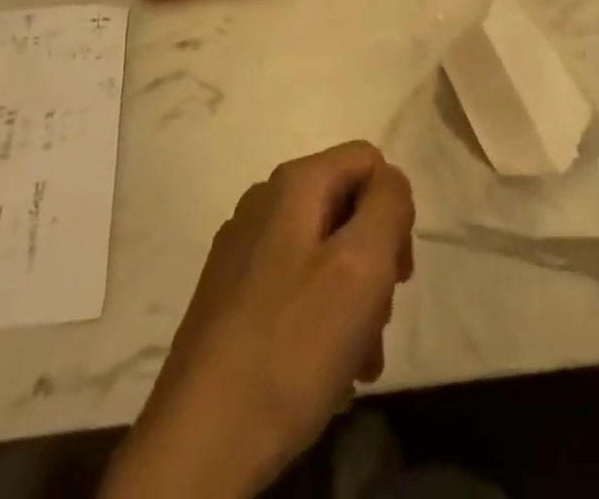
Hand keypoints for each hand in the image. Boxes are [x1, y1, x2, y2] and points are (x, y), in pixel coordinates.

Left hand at [101, 141, 414, 498]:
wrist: (201, 437)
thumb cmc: (292, 344)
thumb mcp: (361, 266)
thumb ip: (388, 206)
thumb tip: (390, 182)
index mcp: (294, 183)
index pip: (368, 161)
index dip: (394, 211)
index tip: (396, 275)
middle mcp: (264, 202)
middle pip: (346, 209)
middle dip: (374, 265)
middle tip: (377, 326)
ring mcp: (242, 248)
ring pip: (323, 254)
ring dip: (352, 304)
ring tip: (356, 366)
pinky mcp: (230, 293)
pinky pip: (294, 286)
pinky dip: (319, 321)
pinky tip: (323, 374)